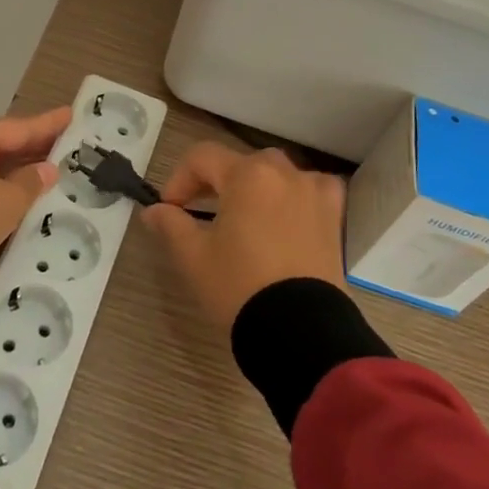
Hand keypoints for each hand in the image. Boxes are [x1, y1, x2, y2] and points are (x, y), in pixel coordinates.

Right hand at [141, 143, 347, 330]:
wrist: (300, 332)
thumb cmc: (239, 286)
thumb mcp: (194, 256)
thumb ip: (171, 224)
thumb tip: (154, 211)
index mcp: (247, 175)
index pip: (202, 157)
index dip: (179, 179)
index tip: (169, 209)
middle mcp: (284, 172)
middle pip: (240, 164)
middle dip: (215, 183)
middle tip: (200, 212)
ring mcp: (314, 192)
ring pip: (276, 175)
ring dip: (254, 189)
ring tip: (244, 220)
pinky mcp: (335, 218)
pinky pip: (310, 192)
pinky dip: (293, 198)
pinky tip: (285, 220)